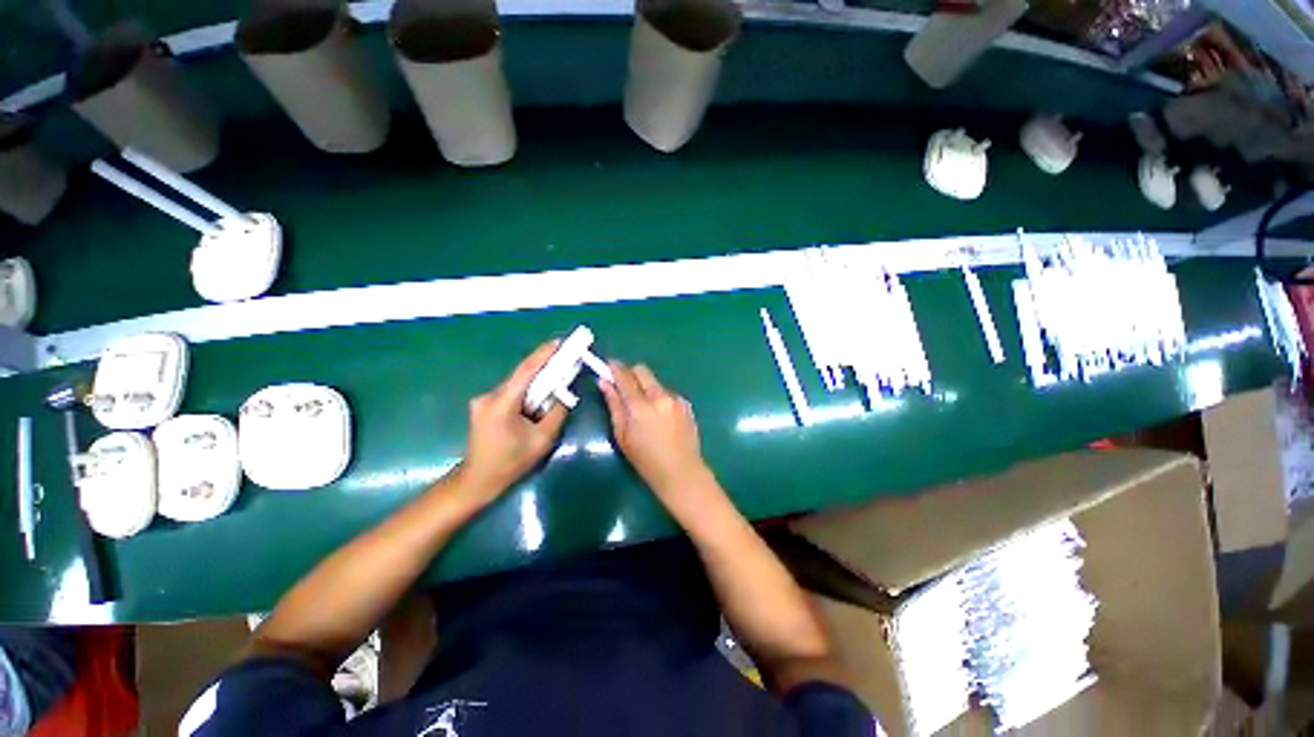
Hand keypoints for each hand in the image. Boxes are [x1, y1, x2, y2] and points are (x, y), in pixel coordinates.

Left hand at [457, 342, 567, 503]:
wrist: (477, 481)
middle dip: (545, 368)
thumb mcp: (542, 439)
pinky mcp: (484, 406)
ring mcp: (483, 400)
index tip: (559, 342)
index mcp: (502, 403)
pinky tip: (538, 399)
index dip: (543, 354)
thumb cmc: (511, 463)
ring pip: (517, 385)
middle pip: (522, 376)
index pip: (526, 371)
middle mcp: (489, 396)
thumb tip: (564, 393)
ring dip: (537, 382)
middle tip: (565, 360)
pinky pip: (511, 393)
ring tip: (556, 381)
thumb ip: (557, 412)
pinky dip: (527, 392)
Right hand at [600, 363, 719, 515]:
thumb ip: (614, 406)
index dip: (614, 368)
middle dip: (630, 373)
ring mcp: (676, 399)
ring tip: (643, 408)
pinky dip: (659, 398)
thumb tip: (604, 383)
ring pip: (655, 382)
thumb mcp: (623, 436)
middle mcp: (660, 397)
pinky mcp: (686, 404)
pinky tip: (660, 416)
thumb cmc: (646, 461)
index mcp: (641, 407)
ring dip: (646, 387)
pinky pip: (667, 393)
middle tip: (623, 384)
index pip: (625, 376)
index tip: (608, 365)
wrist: (682, 473)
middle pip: (642, 371)